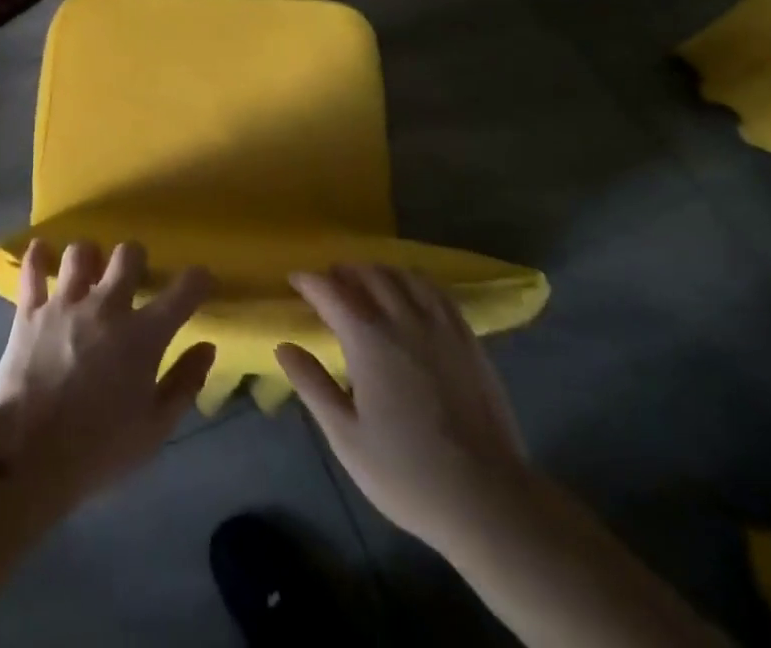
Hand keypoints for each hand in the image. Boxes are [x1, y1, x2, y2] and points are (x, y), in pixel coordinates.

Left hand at [0, 240, 215, 518]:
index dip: (199, 279)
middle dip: (137, 260)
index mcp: (143, 335)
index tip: (202, 281)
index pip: (184, 290)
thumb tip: (207, 347)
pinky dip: (38, 256)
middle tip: (134, 279)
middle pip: (128, 253)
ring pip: (81, 251)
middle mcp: (107, 306)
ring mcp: (65, 304)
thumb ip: (184, 384)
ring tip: (89, 274)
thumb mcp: (154, 430)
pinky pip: (33, 269)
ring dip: (90, 258)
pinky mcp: (29, 311)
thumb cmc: (98, 450)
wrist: (27, 457)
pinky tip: (42, 251)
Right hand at [276, 266, 529, 548]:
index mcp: (368, 338)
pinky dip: (415, 281)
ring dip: (378, 271)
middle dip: (343, 272)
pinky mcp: (467, 338)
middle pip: (368, 274)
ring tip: (366, 282)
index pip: (330, 291)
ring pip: (403, 276)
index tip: (294, 280)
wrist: (488, 499)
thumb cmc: (407, 472)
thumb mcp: (346, 437)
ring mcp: (440, 325)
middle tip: (328, 282)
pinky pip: (436, 291)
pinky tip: (411, 293)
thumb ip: (312, 385)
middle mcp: (402, 318)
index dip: (309, 281)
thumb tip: (283, 346)